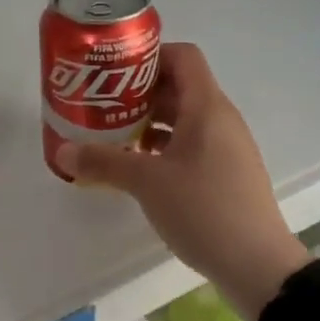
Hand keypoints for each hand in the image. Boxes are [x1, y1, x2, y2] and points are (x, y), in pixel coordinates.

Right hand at [57, 42, 310, 320]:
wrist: (258, 265)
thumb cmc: (203, 209)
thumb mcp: (147, 183)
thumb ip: (104, 162)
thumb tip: (62, 152)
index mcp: (207, 107)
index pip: (183, 56)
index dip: (149, 55)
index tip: (114, 72)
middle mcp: (221, 119)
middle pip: (180, 86)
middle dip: (139, 92)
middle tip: (102, 105)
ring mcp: (227, 147)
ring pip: (184, 119)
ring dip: (150, 122)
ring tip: (113, 136)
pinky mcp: (227, 173)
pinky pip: (192, 145)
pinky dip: (164, 147)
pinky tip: (139, 168)